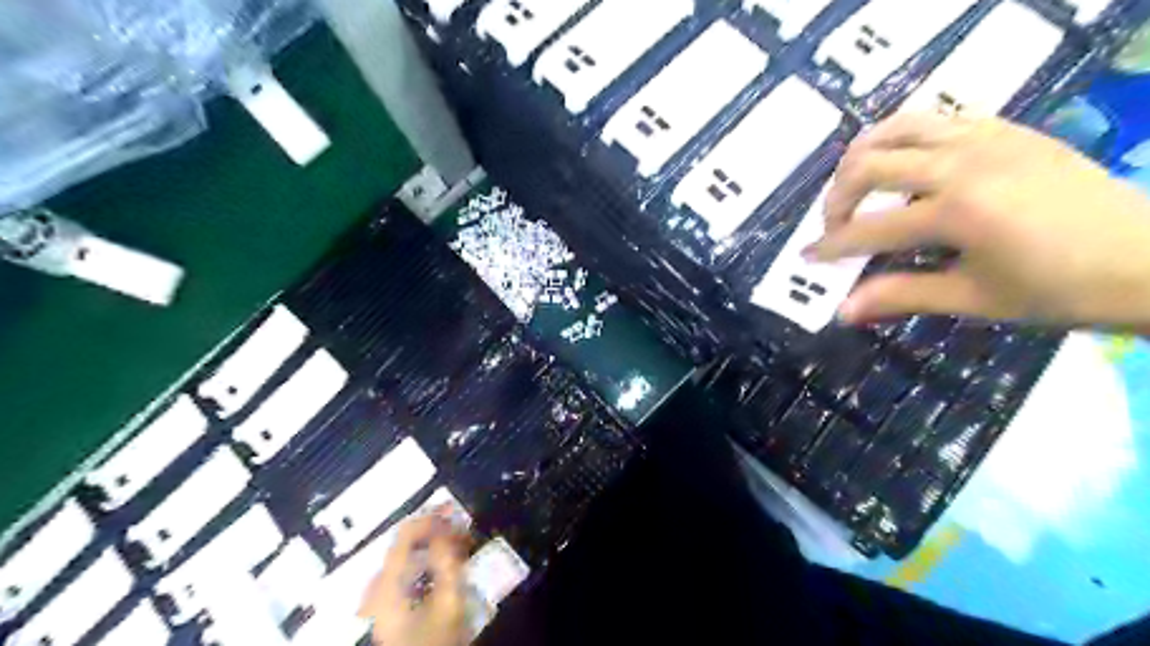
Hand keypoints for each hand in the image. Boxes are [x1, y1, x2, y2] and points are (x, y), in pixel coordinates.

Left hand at [357, 514, 469, 645]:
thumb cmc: (434, 642)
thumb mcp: (449, 603)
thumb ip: (449, 562)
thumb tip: (449, 527)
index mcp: (387, 582)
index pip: (406, 532)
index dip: (433, 517)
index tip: (458, 514)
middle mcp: (376, 586)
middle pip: (405, 544)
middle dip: (436, 531)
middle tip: (464, 530)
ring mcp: (378, 599)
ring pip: (406, 558)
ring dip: (433, 547)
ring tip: (459, 548)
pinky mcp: (385, 609)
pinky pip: (405, 573)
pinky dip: (426, 563)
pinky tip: (444, 568)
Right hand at [806, 109, 1148, 327]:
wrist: (1149, 257)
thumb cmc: (1057, 288)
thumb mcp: (972, 299)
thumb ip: (899, 295)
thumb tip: (842, 312)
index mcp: (957, 211)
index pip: (868, 229)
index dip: (830, 246)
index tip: (806, 257)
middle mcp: (963, 163)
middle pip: (870, 165)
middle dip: (837, 197)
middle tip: (833, 224)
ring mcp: (985, 137)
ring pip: (897, 127)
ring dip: (863, 155)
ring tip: (854, 183)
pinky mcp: (1004, 128)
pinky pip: (936, 118)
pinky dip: (903, 137)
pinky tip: (903, 164)